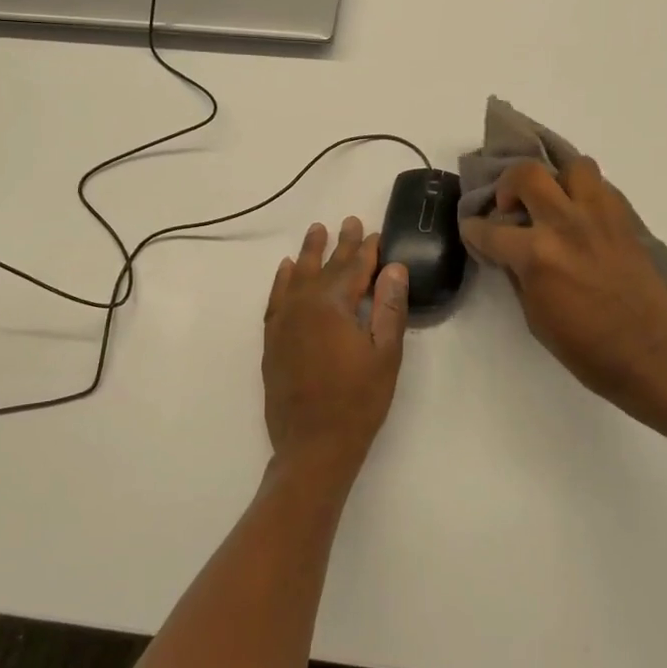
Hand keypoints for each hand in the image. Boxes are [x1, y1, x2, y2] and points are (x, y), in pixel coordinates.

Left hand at [262, 218, 409, 490]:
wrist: (312, 445)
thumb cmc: (358, 402)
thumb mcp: (385, 355)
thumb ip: (389, 308)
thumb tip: (394, 268)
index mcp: (333, 306)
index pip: (354, 268)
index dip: (367, 250)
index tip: (376, 233)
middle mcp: (303, 305)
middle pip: (325, 267)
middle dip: (340, 244)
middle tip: (350, 221)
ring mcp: (283, 322)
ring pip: (297, 276)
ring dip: (309, 253)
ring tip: (317, 230)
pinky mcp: (272, 339)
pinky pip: (276, 298)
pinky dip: (282, 280)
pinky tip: (286, 268)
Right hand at [461, 159, 666, 411]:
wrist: (646, 352)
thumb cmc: (583, 346)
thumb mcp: (533, 314)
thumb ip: (517, 272)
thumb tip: (507, 251)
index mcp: (536, 255)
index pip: (489, 229)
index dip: (473, 229)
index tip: (473, 229)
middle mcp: (564, 224)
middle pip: (527, 174)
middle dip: (508, 185)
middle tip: (512, 206)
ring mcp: (599, 217)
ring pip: (574, 166)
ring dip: (557, 180)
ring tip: (556, 201)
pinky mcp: (625, 220)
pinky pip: (602, 187)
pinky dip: (587, 195)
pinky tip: (583, 218)